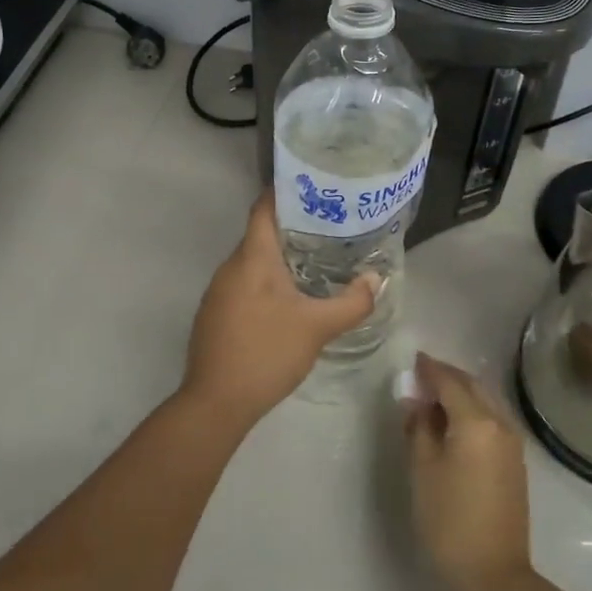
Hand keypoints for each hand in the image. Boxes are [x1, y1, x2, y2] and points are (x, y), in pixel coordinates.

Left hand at [180, 194, 379, 425]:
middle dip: (294, 228)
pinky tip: (289, 299)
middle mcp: (230, 267)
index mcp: (252, 258)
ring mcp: (218, 292)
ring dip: (281, 258)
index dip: (286, 192)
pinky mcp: (215, 314)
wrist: (216, 403)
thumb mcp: (317, 327)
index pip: (264, 208)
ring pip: (253, 262)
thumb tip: (375, 279)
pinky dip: (267, 282)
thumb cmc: (267, 353)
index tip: (316, 188)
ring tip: (317, 260)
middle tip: (331, 228)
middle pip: (261, 234)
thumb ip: (352, 302)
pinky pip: (245, 284)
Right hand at [404, 354, 532, 590]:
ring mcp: (512, 443)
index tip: (413, 360)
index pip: (450, 382)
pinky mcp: (515, 462)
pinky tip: (454, 423)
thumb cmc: (449, 520)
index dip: (430, 369)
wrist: (494, 574)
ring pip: (486, 402)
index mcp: (476, 422)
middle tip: (421, 376)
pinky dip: (472, 411)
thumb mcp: (423, 470)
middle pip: (473, 386)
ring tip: (434, 399)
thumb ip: (419, 428)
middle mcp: (500, 423)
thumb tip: (416, 402)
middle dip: (448, 377)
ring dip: (462, 393)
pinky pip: (492, 420)